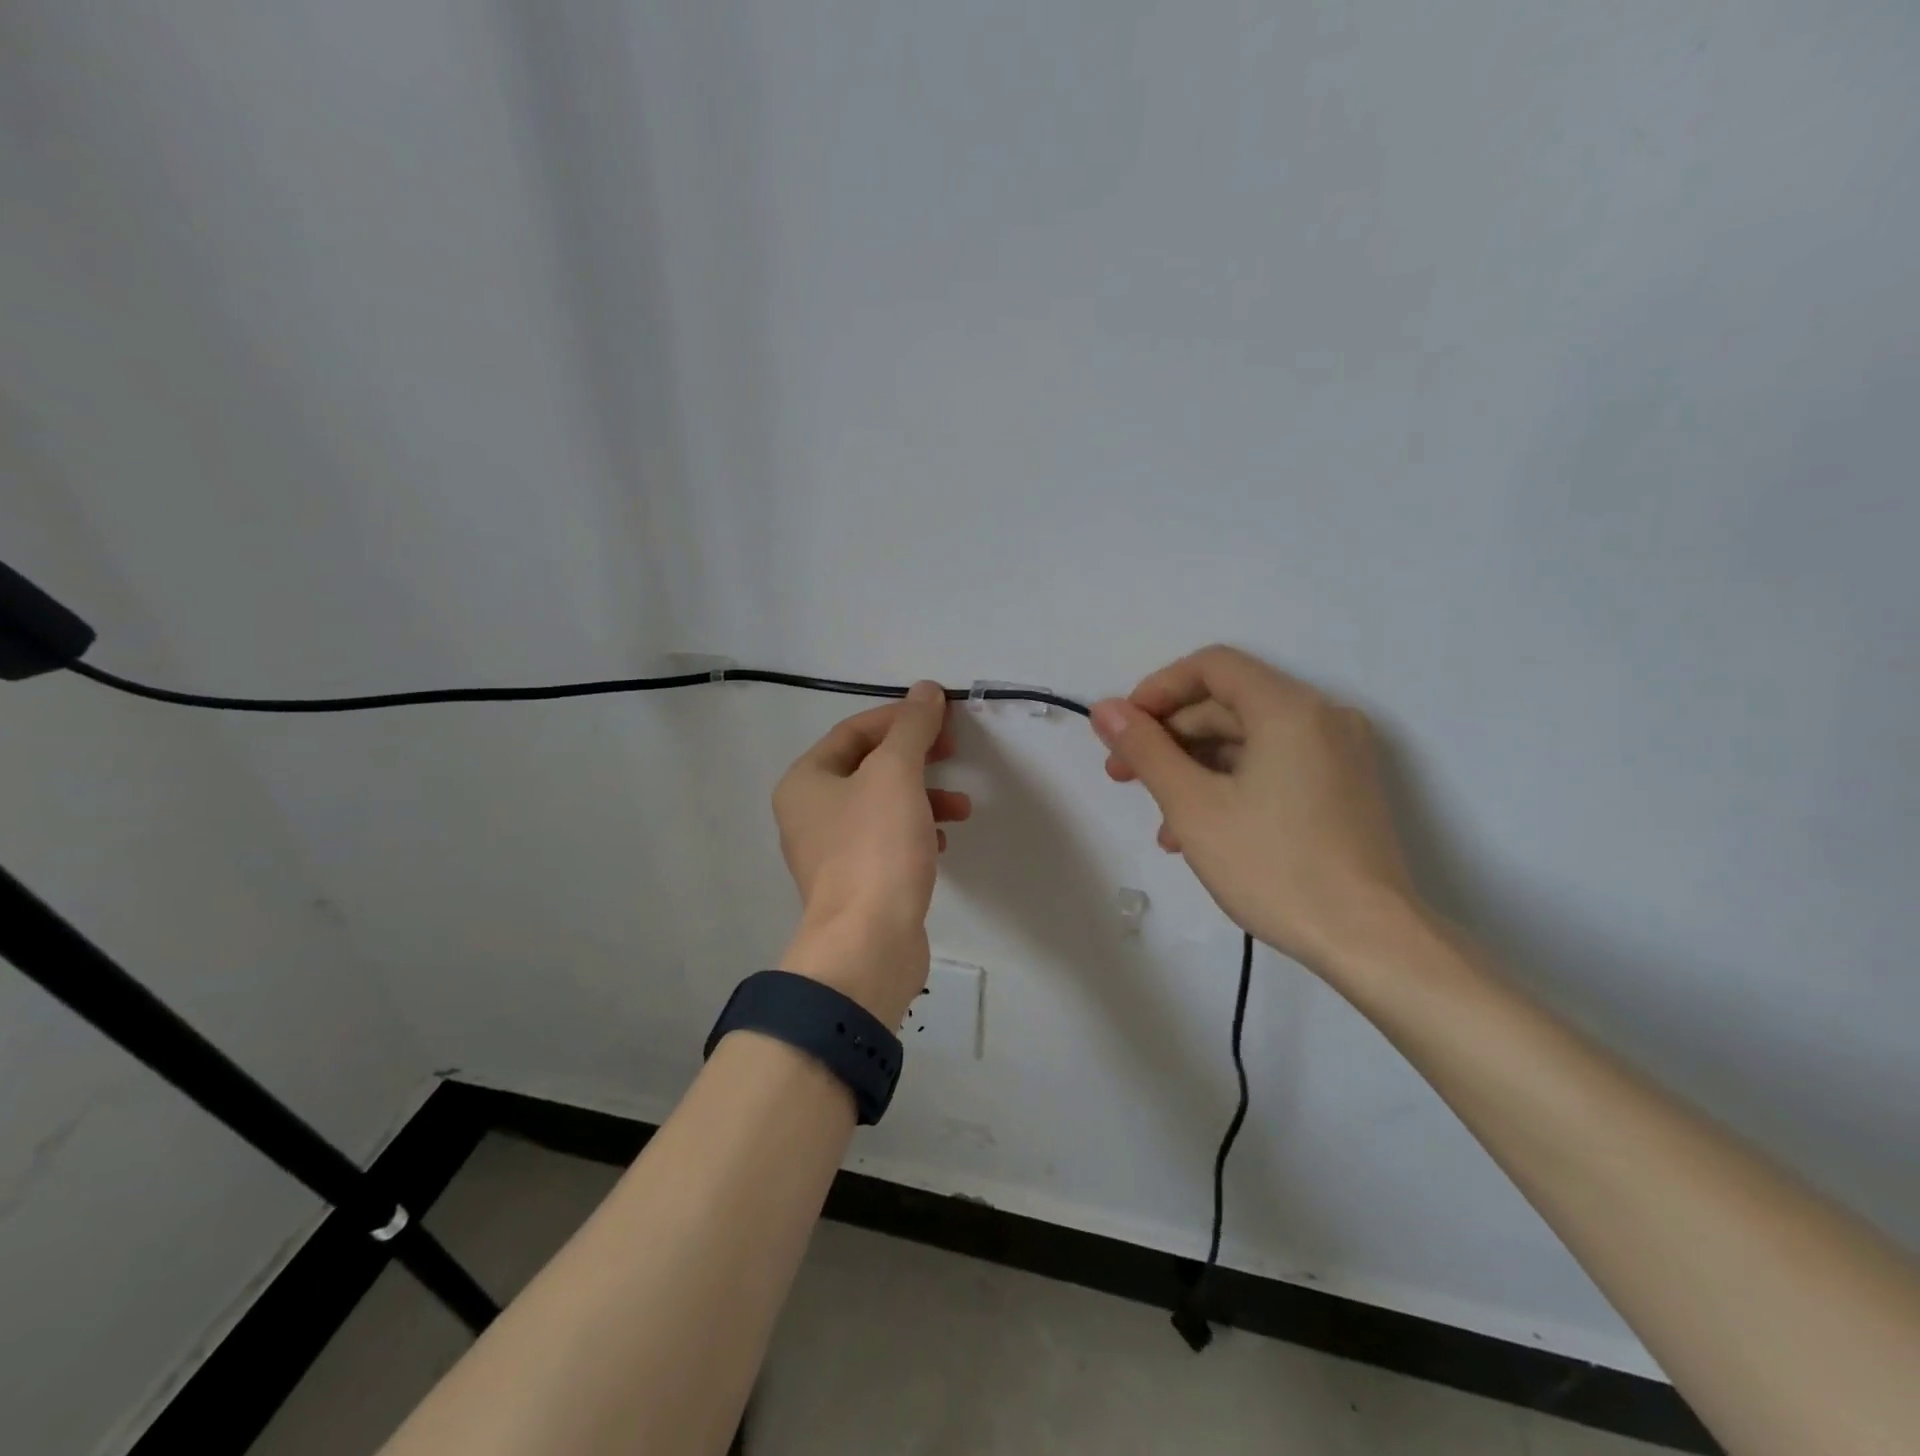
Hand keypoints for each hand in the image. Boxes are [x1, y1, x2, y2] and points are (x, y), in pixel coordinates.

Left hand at [772, 682, 970, 1024]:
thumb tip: (925, 689)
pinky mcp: (856, 882)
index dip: (899, 717)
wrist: (868, 944)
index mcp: (805, 782)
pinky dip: (916, 831)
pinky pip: (887, 841)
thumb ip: (912, 727)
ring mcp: (830, 852)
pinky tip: (942, 841)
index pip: (854, 731)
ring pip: (882, 805)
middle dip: (915, 757)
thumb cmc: (876, 848)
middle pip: (869, 767)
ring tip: (961, 807)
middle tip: (952, 752)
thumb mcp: (896, 774)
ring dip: (923, 796)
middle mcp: (809, 813)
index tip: (941, 717)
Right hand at [1090, 646, 1417, 975]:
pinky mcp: (1344, 787)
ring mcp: (1339, 753)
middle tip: (1124, 775)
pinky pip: (1274, 766)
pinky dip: (1231, 785)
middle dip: (1169, 737)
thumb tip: (1105, 710)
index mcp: (1289, 708)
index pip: (1212, 666)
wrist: (1370, 941)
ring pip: (1248, 740)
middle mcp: (1322, 716)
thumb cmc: (1275, 866)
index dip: (1157, 690)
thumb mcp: (1194, 806)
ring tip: (1160, 822)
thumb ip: (1146, 749)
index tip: (1122, 729)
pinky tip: (1199, 832)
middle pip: (1227, 703)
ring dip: (1194, 769)